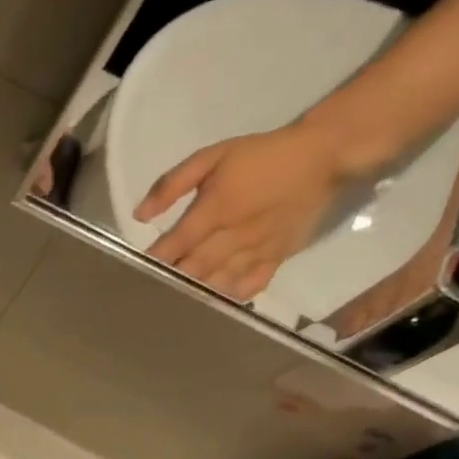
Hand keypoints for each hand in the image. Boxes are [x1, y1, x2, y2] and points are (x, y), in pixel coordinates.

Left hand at [133, 118, 368, 299]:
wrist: (325, 154)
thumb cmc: (261, 155)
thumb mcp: (213, 156)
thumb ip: (172, 184)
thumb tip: (139, 214)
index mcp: (215, 211)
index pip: (174, 245)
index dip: (153, 261)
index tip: (132, 272)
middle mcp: (233, 236)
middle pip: (192, 269)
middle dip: (168, 281)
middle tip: (146, 292)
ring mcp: (256, 250)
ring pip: (217, 281)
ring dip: (194, 294)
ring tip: (171, 303)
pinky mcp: (276, 258)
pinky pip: (250, 286)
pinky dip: (229, 296)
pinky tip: (212, 302)